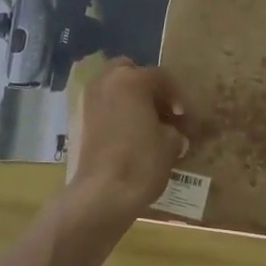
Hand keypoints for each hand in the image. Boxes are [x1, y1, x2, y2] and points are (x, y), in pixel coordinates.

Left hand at [63, 58, 187, 223]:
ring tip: (146, 123)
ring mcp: (90, 99)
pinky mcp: (80, 119)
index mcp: (132, 79)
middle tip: (162, 110)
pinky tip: (129, 133)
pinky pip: (104, 105)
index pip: (161, 77)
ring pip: (114, 87)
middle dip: (147, 87)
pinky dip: (116, 112)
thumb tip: (172, 132)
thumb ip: (173, 129)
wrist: (102, 194)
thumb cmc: (142, 162)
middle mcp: (107, 81)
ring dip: (130, 98)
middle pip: (130, 71)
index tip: (185, 117)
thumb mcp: (170, 143)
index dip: (177, 96)